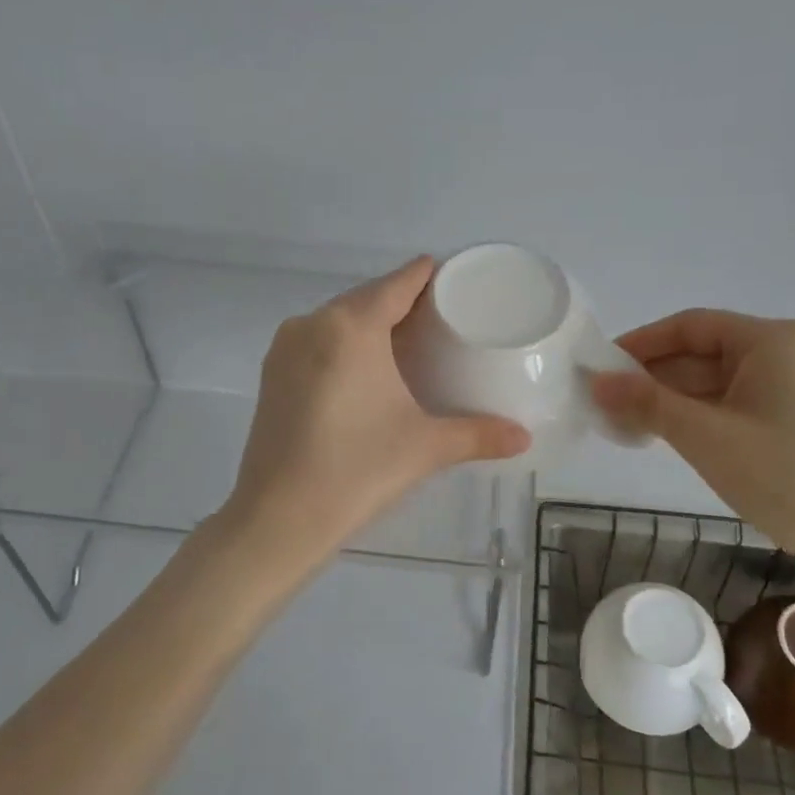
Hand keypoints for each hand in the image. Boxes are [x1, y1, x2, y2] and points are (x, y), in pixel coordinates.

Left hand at [221, 257, 530, 569]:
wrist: (278, 518)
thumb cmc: (358, 470)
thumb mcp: (425, 447)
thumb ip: (478, 435)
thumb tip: (524, 438)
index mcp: (351, 326)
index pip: (398, 283)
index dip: (428, 276)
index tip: (455, 280)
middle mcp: (313, 323)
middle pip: (367, 297)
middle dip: (402, 302)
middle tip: (441, 320)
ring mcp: (285, 348)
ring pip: (338, 320)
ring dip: (370, 324)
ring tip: (407, 344)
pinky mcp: (271, 375)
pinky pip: (316, 342)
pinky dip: (343, 345)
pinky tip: (364, 371)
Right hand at [590, 311, 794, 566]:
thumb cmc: (785, 476)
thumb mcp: (706, 437)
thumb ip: (647, 403)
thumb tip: (596, 381)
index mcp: (774, 340)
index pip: (691, 326)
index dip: (641, 343)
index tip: (601, 366)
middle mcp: (792, 350)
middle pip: (706, 352)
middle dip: (655, 377)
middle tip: (608, 402)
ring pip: (721, 379)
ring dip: (676, 398)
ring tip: (629, 423)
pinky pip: (741, 400)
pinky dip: (704, 413)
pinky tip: (671, 433)